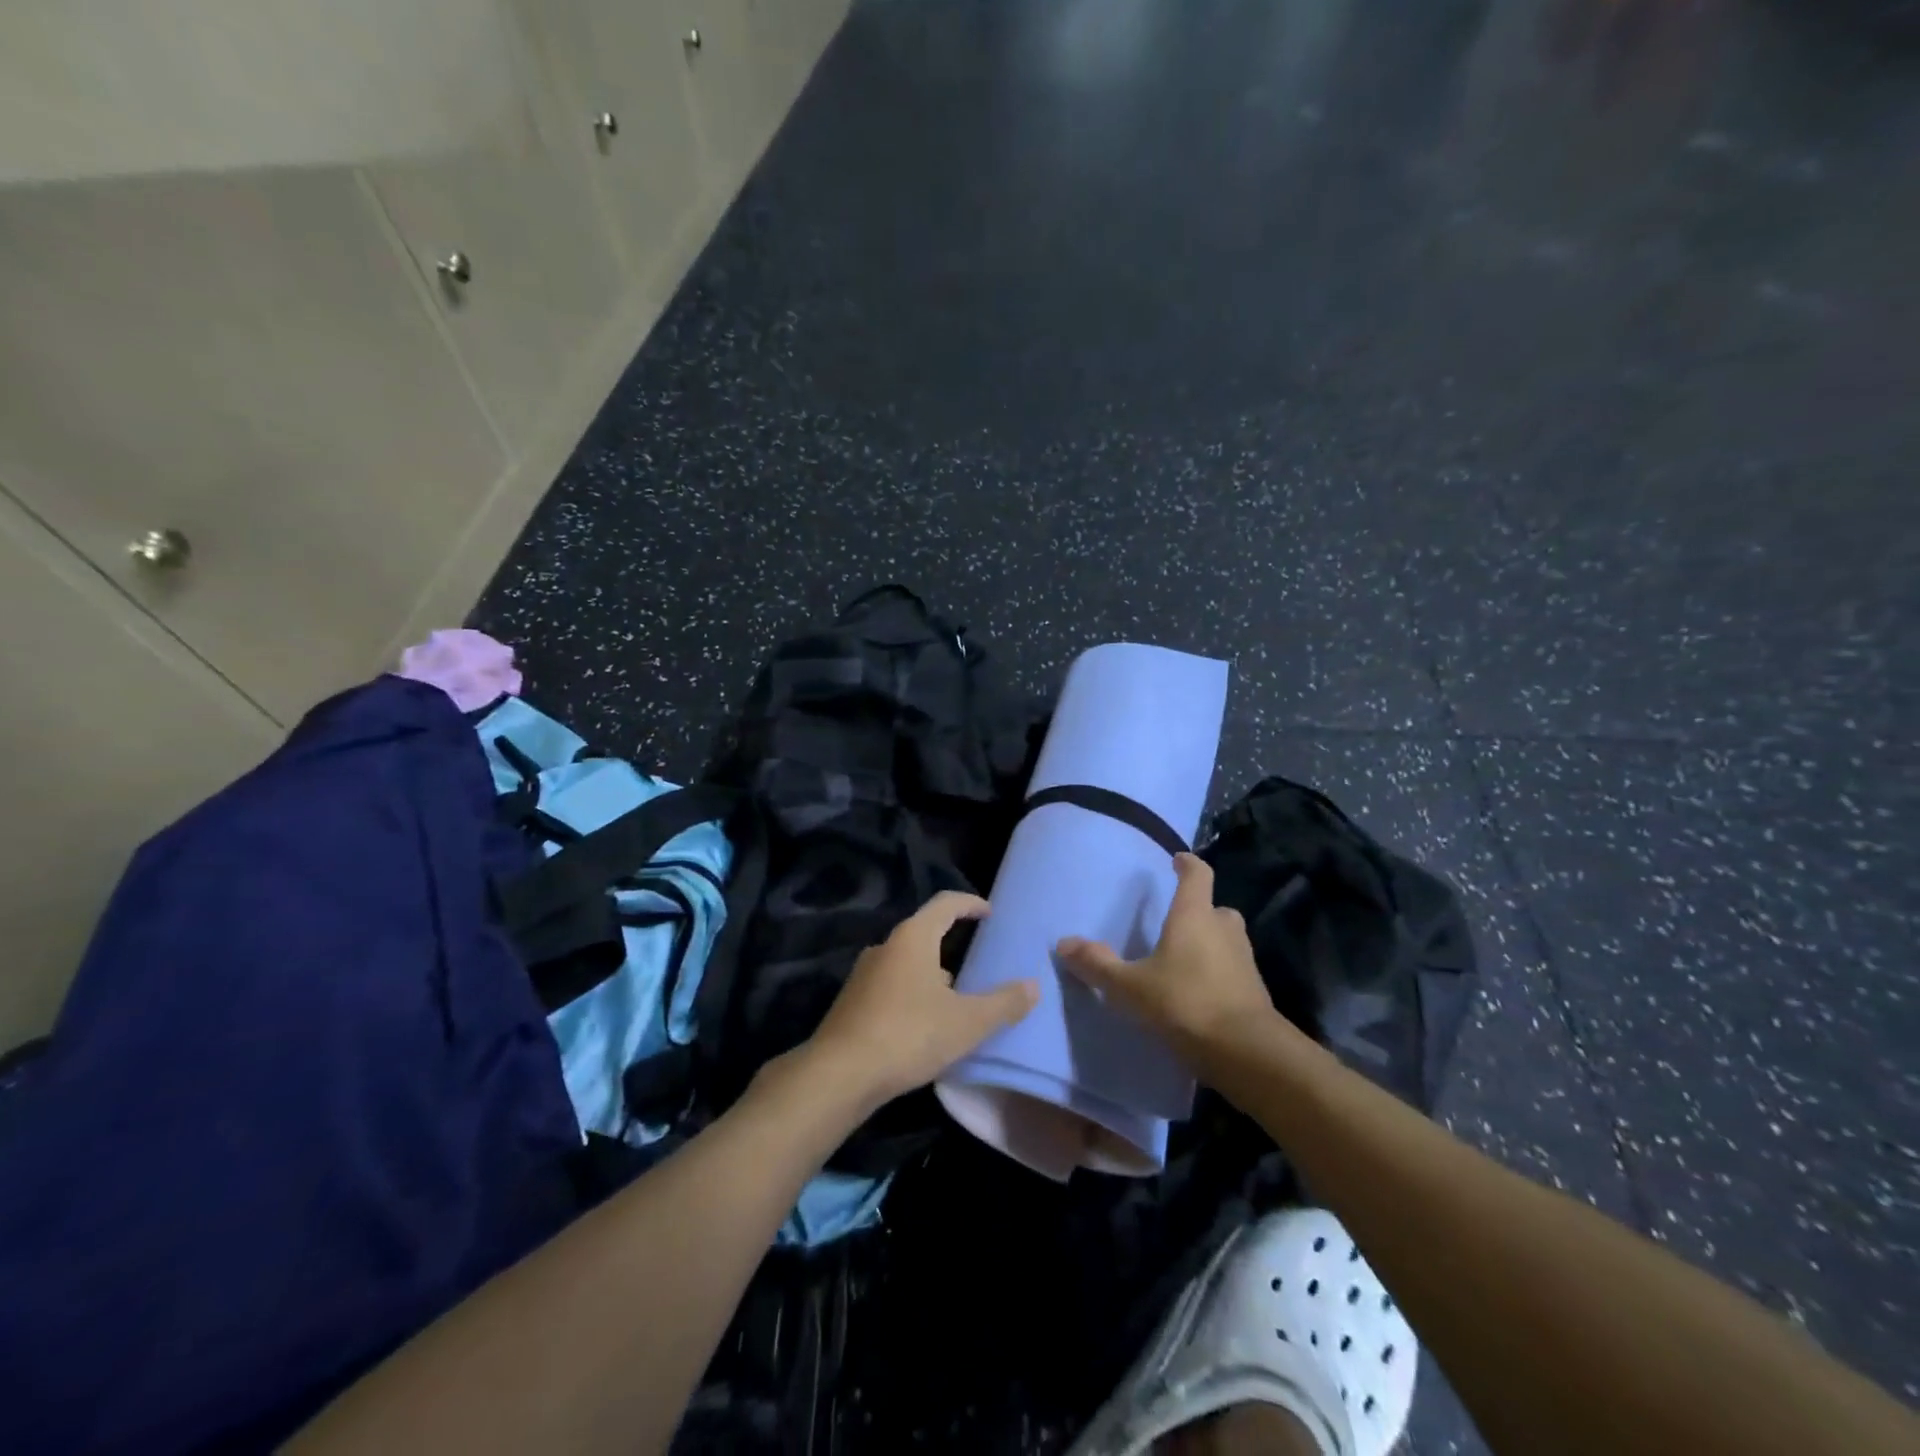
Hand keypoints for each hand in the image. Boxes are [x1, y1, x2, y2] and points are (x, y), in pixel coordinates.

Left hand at [805, 891, 1039, 1108]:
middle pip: (924, 932)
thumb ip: (1003, 1003)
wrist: (839, 1074)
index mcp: (913, 938)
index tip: (989, 912)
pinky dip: (912, 993)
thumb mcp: (967, 1022)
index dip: (970, 903)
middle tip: (978, 960)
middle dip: (951, 942)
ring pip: (906, 962)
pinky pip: (891, 985)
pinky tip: (924, 1023)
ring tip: (956, 997)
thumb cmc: (909, 1034)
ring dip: (932, 972)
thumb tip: (1033, 986)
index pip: (945, 904)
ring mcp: (864, 974)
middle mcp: (885, 946)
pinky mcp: (852, 1001)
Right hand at [1056, 853, 1283, 1072]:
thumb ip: (1097, 964)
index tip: (1178, 860)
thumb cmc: (1185, 1003)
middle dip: (1200, 911)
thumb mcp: (1130, 986)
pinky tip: (1198, 993)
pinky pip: (1233, 970)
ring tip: (1184, 959)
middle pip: (1216, 909)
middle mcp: (1224, 930)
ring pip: (1227, 940)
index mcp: (1194, 916)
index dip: (1188, 865)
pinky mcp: (1255, 991)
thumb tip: (1063, 943)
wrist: (1246, 1052)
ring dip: (1211, 943)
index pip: (1197, 875)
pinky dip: (1218, 973)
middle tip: (1178, 921)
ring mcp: (1244, 961)